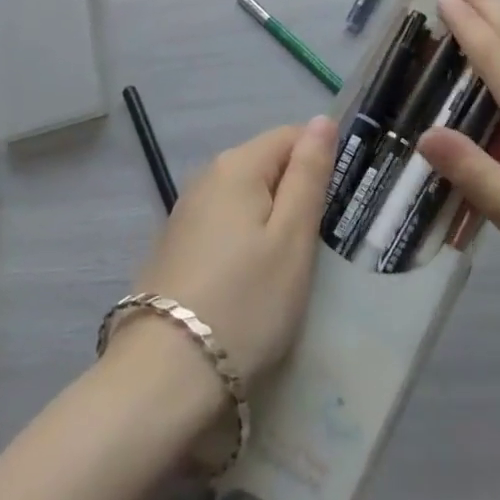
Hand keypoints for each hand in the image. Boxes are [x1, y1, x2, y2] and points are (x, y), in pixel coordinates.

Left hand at [124, 117, 338, 389]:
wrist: (162, 379)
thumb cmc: (244, 303)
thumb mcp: (292, 238)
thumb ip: (309, 174)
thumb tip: (322, 120)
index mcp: (236, 164)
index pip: (291, 135)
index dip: (320, 163)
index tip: (337, 207)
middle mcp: (205, 176)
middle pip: (267, 166)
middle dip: (296, 195)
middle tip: (318, 247)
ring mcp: (185, 213)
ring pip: (245, 199)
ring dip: (271, 223)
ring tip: (288, 271)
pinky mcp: (175, 248)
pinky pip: (224, 227)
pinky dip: (244, 244)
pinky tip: (251, 284)